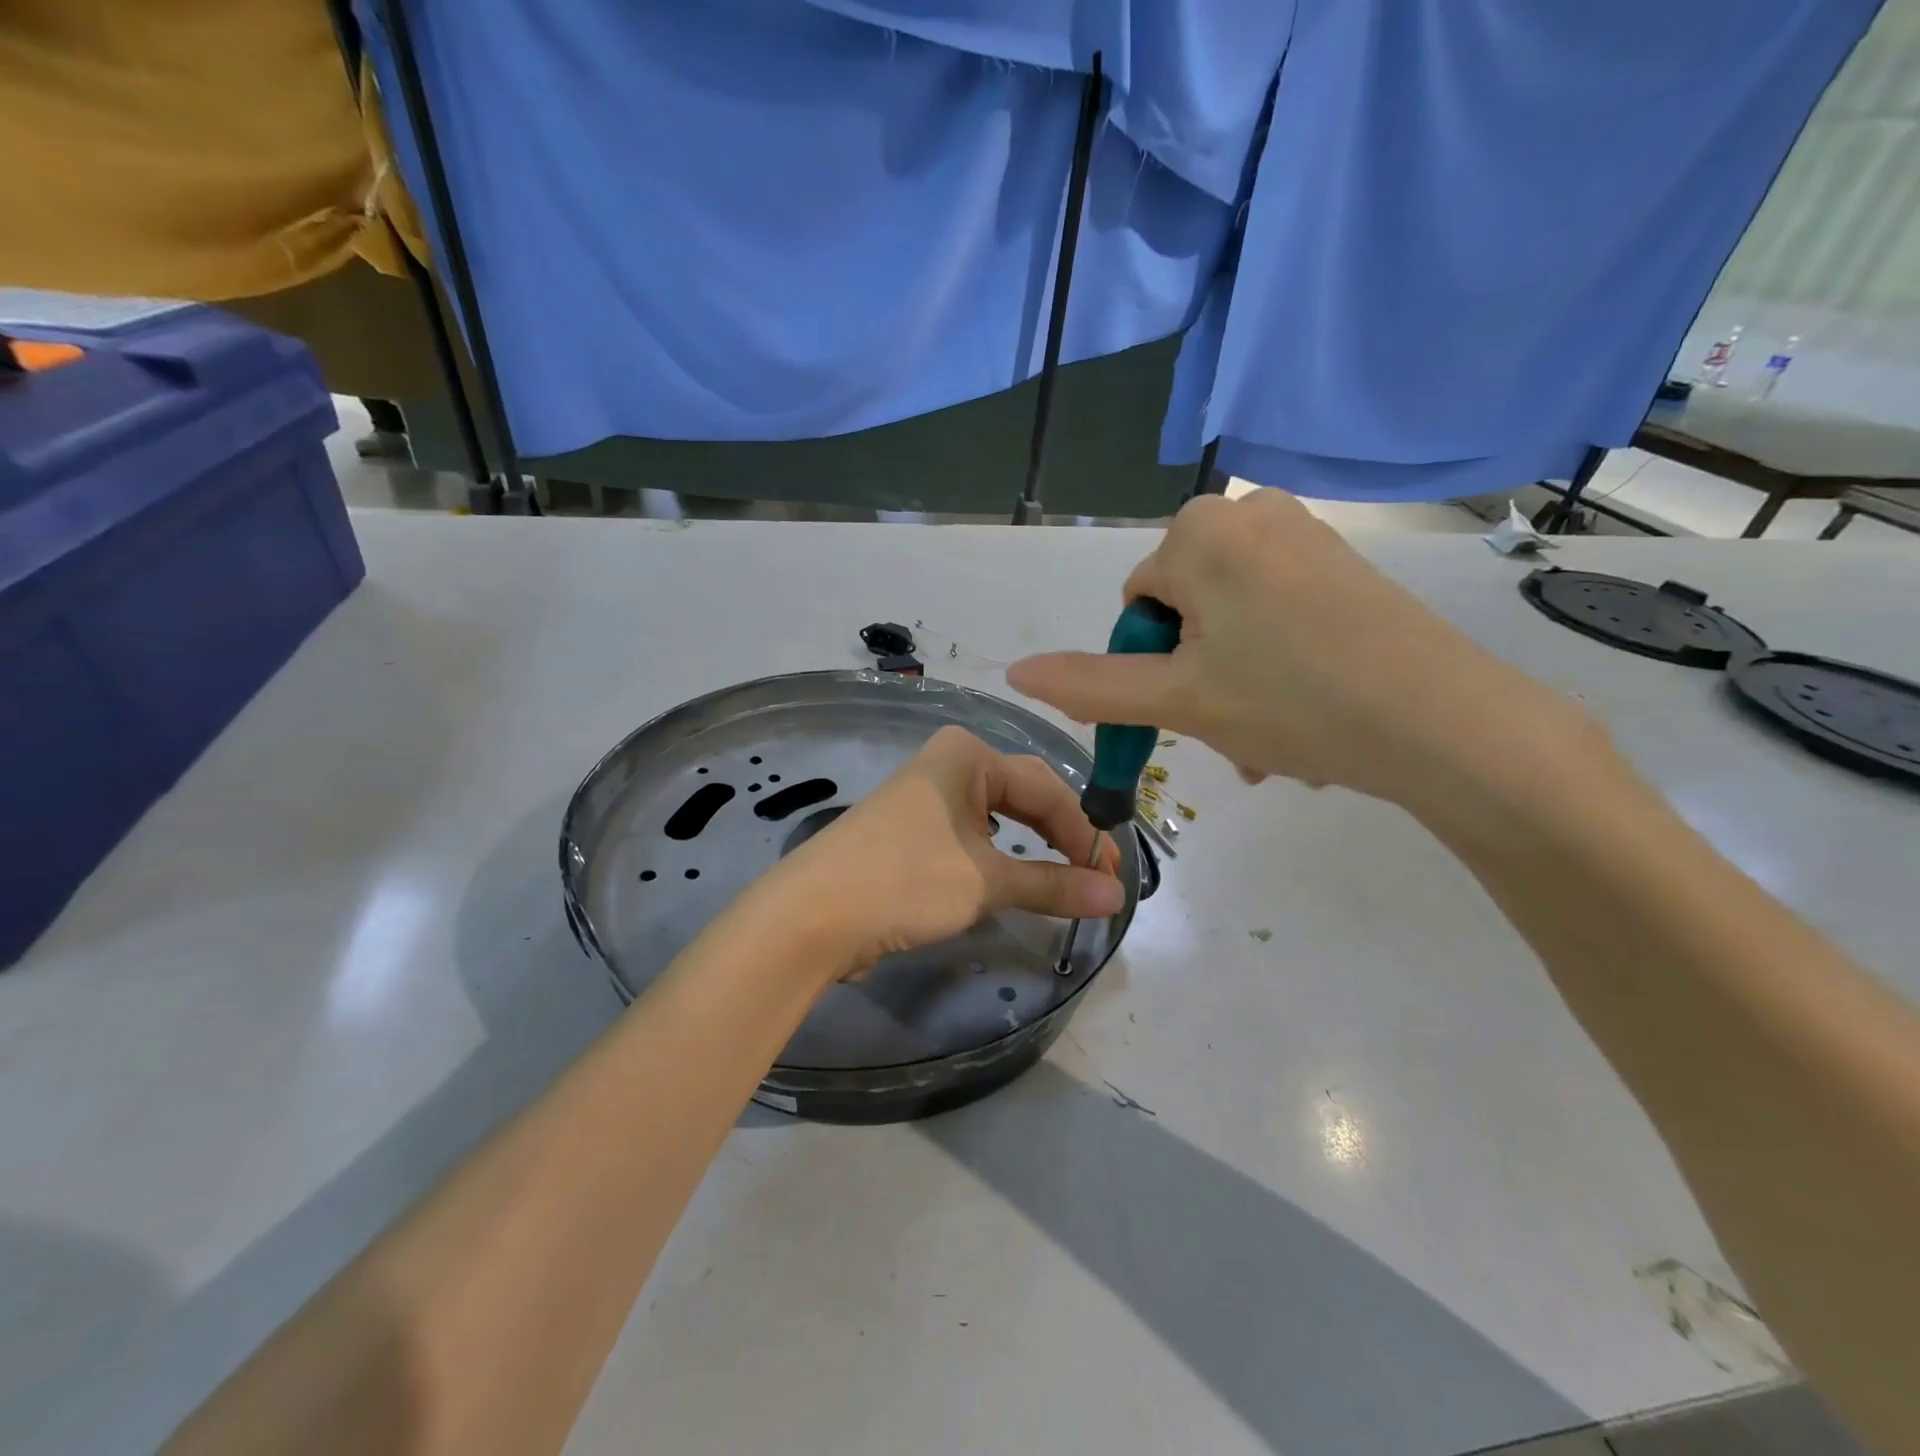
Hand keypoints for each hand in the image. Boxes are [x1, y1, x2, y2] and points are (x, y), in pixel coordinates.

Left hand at [765, 726, 1124, 976]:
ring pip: (1001, 819)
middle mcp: (949, 765)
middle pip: (1026, 797)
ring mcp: (928, 798)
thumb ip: (1053, 884)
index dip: (1084, 833)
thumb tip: (1116, 897)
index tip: (1114, 877)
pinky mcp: (914, 832)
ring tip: (1070, 880)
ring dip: (1036, 850)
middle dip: (1064, 837)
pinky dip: (1004, 859)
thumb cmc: (904, 881)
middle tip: (1100, 880)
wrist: (811, 917)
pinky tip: (1019, 877)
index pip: (1047, 789)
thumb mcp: (985, 882)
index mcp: (967, 755)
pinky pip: (975, 838)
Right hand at [1007, 490, 1591, 818]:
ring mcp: (1302, 534)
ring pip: (1229, 621)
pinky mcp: (1342, 562)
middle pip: (1184, 611)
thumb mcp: (1176, 699)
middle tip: (1228, 735)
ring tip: (1266, 742)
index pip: (1137, 604)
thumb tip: (1014, 673)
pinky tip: (1302, 712)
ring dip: (1232, 683)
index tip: (1189, 712)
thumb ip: (1088, 684)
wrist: (1446, 722)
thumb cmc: (1291, 701)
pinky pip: (1275, 613)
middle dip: (1194, 678)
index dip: (1151, 665)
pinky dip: (1273, 663)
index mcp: (1199, 531)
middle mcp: (1248, 514)